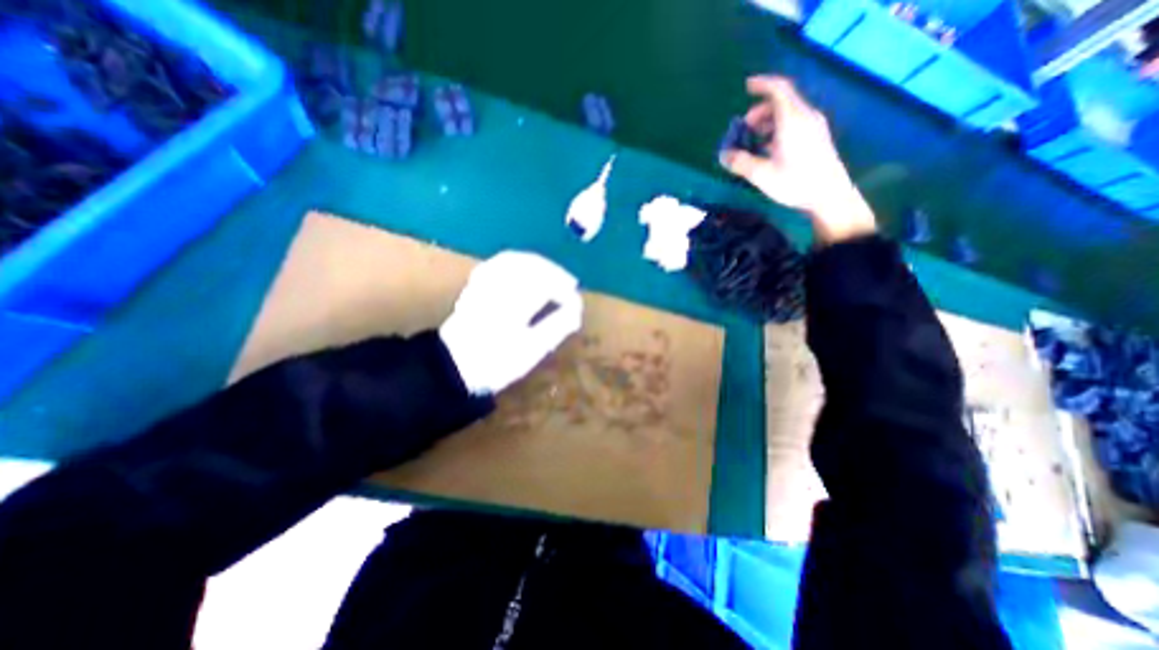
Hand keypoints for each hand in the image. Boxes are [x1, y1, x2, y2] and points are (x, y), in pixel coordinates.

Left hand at [441, 250, 584, 394]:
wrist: (453, 368)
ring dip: (537, 263)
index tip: (576, 303)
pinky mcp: (475, 286)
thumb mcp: (532, 350)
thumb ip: (556, 327)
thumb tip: (576, 309)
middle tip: (569, 284)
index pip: (546, 285)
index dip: (565, 291)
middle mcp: (499, 288)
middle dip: (554, 272)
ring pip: (513, 260)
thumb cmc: (496, 363)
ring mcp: (484, 284)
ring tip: (551, 274)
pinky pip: (497, 263)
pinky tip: (523, 269)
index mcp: (514, 304)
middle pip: (530, 266)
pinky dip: (516, 262)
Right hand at [721, 74, 872, 245]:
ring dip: (768, 121)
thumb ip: (740, 163)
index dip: (762, 84)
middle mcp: (806, 117)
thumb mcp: (761, 175)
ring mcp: (814, 127)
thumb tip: (724, 155)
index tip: (747, 86)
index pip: (779, 90)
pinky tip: (769, 149)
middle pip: (782, 102)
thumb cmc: (795, 182)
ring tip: (754, 141)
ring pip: (789, 113)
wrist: (829, 196)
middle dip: (760, 110)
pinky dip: (778, 128)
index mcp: (792, 120)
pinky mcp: (817, 138)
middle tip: (744, 128)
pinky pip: (795, 123)